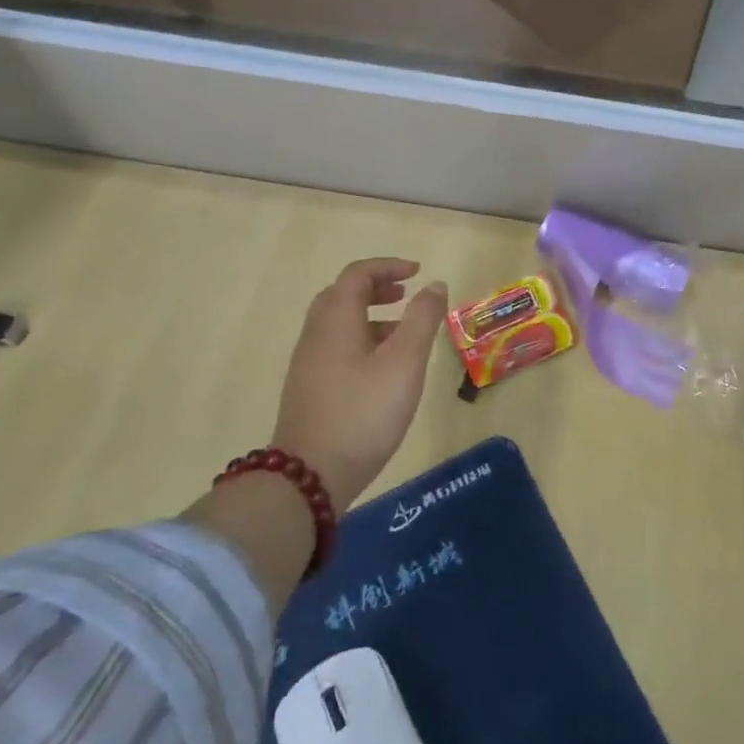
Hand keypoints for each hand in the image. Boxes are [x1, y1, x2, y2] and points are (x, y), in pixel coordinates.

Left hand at [271, 258, 448, 509]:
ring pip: (337, 323)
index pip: (357, 275)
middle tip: (405, 295)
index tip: (417, 273)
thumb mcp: (404, 362)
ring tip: (402, 332)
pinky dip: (360, 339)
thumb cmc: (363, 412)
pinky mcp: (309, 389)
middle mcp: (315, 335)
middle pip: (341, 295)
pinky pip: (335, 347)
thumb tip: (434, 285)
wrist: (310, 477)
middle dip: (375, 288)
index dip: (388, 266)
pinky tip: (381, 369)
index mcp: (336, 320)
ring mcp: (308, 364)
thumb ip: (422, 319)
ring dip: (369, 315)